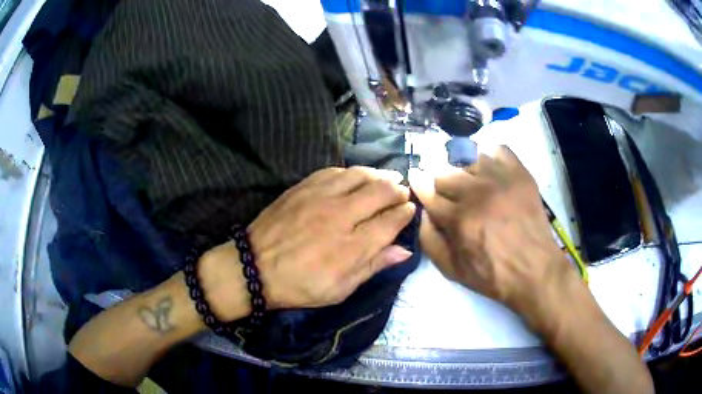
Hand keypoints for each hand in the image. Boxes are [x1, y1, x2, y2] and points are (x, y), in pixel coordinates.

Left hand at [200, 166, 415, 320]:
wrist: (254, 267)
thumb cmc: (300, 285)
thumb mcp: (340, 289)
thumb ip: (373, 266)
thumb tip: (404, 250)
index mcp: (352, 247)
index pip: (390, 221)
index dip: (405, 213)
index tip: (410, 210)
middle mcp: (340, 216)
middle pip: (380, 191)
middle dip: (398, 189)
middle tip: (403, 192)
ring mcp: (320, 197)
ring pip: (359, 175)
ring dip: (379, 174)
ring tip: (388, 178)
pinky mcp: (303, 188)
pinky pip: (334, 171)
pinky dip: (351, 172)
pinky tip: (356, 176)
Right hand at [410, 146, 573, 315]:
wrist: (534, 270)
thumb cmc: (492, 274)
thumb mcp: (451, 270)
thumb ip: (429, 240)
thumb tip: (424, 211)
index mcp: (457, 218)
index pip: (427, 188)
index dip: (419, 182)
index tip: (416, 177)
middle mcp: (476, 192)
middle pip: (445, 171)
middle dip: (440, 180)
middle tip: (448, 192)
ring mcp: (500, 178)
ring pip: (469, 158)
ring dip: (465, 170)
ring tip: (472, 183)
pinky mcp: (520, 173)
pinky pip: (498, 150)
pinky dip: (491, 158)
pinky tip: (493, 173)